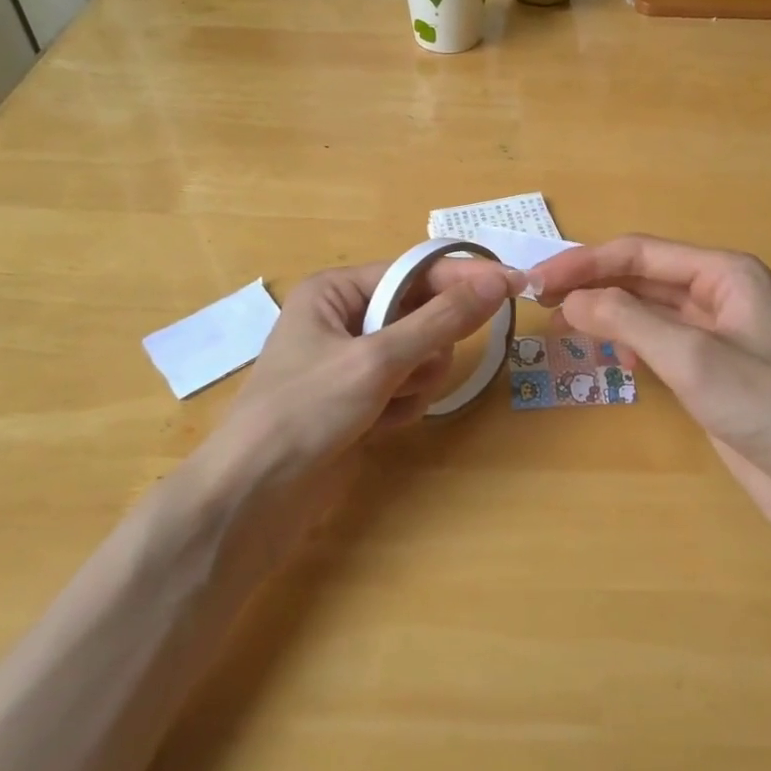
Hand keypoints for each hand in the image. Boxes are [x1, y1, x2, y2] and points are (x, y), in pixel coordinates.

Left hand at [220, 256, 522, 471]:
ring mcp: (352, 361)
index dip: (465, 278)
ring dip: (414, 383)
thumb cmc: (307, 412)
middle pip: (422, 315)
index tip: (515, 283)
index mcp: (336, 290)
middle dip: (425, 349)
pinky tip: (376, 427)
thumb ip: (442, 320)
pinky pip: (407, 387)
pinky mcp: (359, 399)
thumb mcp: (377, 359)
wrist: (254, 499)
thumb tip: (498, 280)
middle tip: (409, 373)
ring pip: (420, 355)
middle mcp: (344, 318)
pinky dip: (402, 407)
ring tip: (383, 406)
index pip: (416, 272)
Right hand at [528, 236, 770, 564]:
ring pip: (646, 306)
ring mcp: (715, 329)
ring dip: (605, 311)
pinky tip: (612, 356)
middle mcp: (719, 291)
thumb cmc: (764, 407)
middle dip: (592, 284)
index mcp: (724, 272)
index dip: (585, 262)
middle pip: (641, 275)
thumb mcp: (691, 356)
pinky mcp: (709, 365)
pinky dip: (628, 340)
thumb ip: (627, 319)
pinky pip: (657, 338)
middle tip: (539, 301)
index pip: (640, 253)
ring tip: (562, 325)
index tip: (538, 281)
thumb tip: (570, 299)